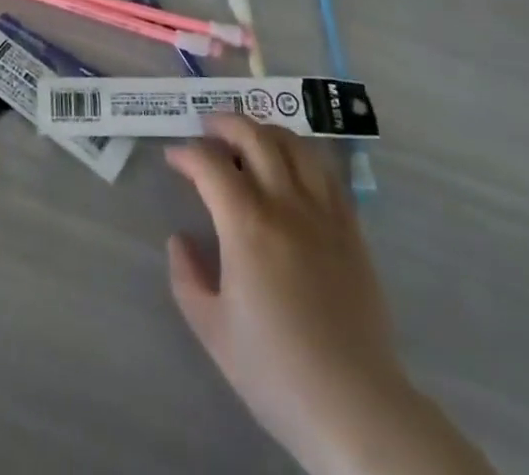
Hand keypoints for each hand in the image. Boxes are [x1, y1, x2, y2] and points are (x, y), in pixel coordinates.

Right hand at [166, 118, 490, 474]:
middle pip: (254, 137)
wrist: (354, 405)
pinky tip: (292, 164)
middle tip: (207, 126)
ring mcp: (323, 212)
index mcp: (246, 225)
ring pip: (295, 144)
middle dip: (225, 122)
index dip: (187, 153)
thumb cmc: (276, 371)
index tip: (173, 157)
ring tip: (249, 136)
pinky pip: (326, 171)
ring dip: (265, 130)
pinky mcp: (351, 227)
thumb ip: (187, 277)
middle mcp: (285, 204)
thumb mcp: (212, 330)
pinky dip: (302, 154)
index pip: (210, 164)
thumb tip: (180, 239)